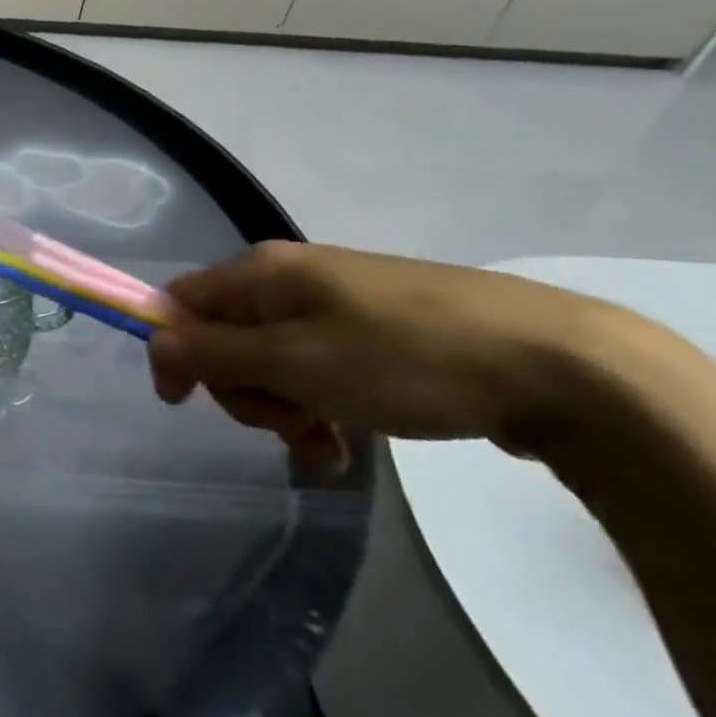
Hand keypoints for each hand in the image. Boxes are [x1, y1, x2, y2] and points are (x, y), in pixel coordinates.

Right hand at [147, 242, 638, 468]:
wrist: (562, 366)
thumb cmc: (405, 360)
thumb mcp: (295, 363)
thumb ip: (214, 353)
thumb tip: (153, 343)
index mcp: (263, 272)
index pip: (181, 303)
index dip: (172, 350)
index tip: (183, 403)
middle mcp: (291, 279)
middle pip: (224, 335)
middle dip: (241, 388)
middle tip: (285, 423)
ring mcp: (336, 304)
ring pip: (271, 358)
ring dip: (281, 405)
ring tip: (323, 440)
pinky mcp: (376, 331)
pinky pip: (317, 366)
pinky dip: (317, 405)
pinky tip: (341, 444)